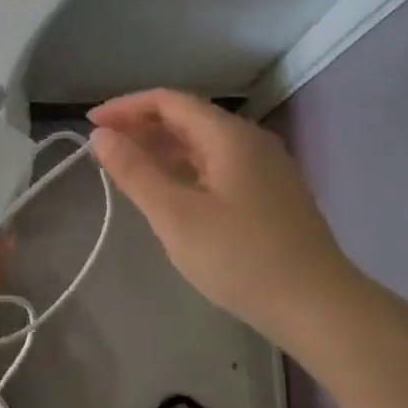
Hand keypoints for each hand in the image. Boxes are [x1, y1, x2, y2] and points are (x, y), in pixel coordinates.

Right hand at [89, 90, 357, 346]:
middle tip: (104, 149)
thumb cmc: (240, 258)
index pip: (169, 101)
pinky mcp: (272, 195)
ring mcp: (266, 168)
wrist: (317, 306)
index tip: (91, 125)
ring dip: (163, 150)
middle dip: (142, 127)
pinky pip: (219, 167)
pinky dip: (186, 170)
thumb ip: (135, 172)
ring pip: (204, 145)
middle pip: (188, 118)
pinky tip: (171, 193)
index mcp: (229, 136)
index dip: (126, 107)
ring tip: (128, 169)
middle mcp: (251, 141)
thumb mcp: (176, 216)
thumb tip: (100, 136)